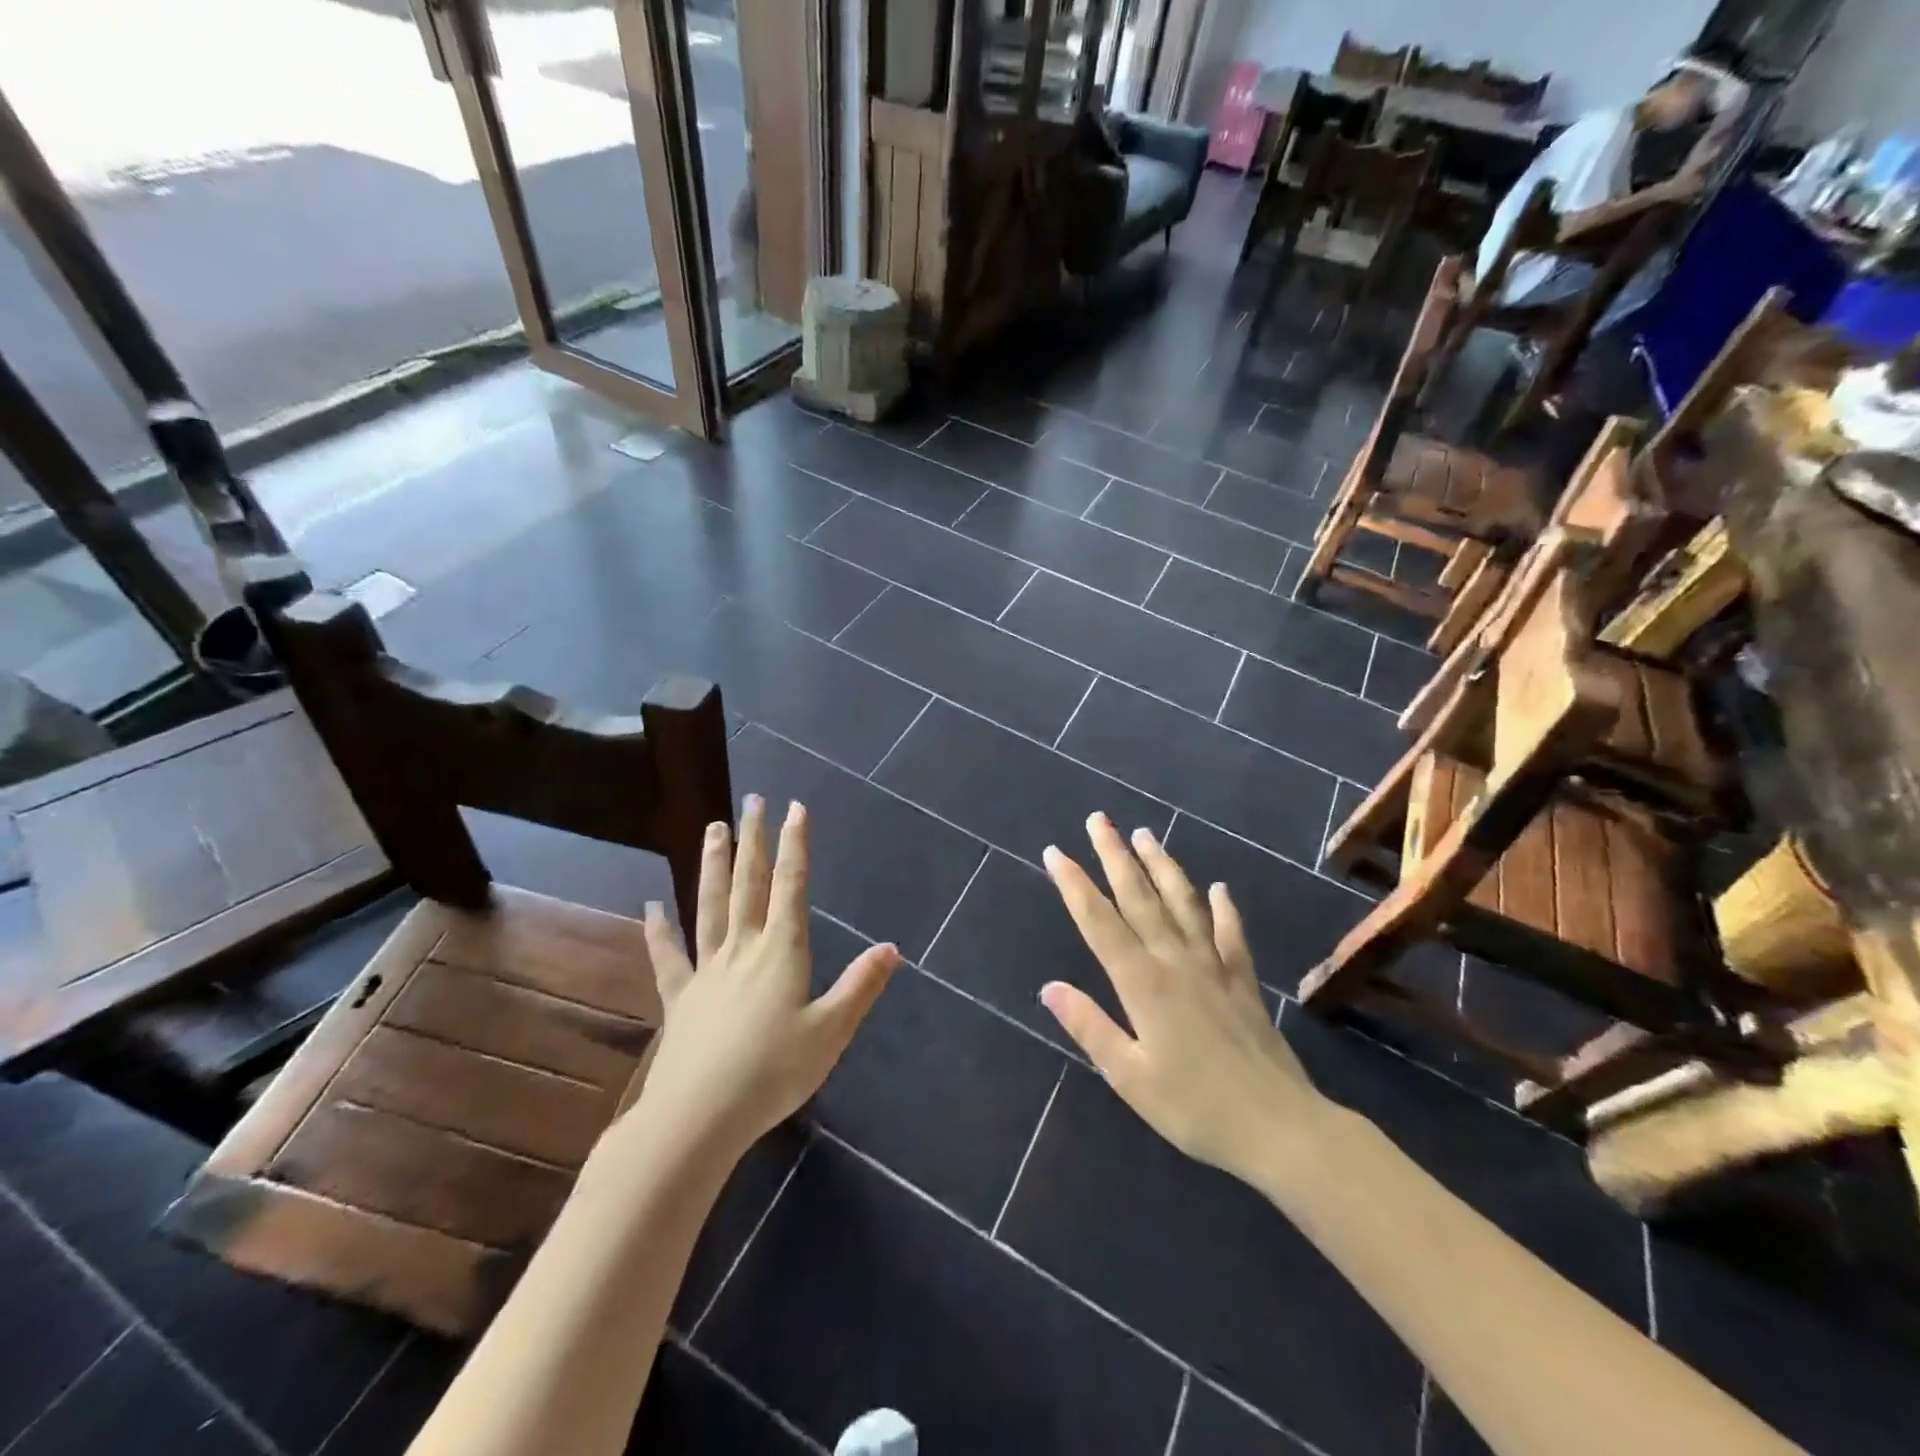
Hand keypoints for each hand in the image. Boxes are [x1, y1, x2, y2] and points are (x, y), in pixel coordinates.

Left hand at [628, 796, 900, 1164]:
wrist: (699, 1117)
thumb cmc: (773, 1073)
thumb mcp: (831, 1032)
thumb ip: (860, 987)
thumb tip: (892, 948)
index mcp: (781, 952)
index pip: (791, 887)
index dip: (795, 846)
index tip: (795, 808)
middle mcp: (743, 949)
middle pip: (748, 884)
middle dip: (753, 840)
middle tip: (752, 802)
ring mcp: (707, 970)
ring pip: (710, 906)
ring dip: (713, 866)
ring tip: (712, 829)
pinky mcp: (680, 998)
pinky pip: (669, 956)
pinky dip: (658, 931)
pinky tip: (650, 907)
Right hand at [1039, 814, 1334, 1188]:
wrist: (1280, 1127)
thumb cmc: (1195, 1108)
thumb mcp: (1130, 1077)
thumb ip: (1089, 1027)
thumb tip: (1049, 987)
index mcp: (1142, 983)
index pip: (1099, 922)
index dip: (1075, 885)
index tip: (1055, 852)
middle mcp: (1176, 961)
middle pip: (1139, 898)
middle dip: (1115, 856)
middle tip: (1099, 820)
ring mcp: (1214, 967)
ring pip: (1183, 903)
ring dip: (1162, 866)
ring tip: (1145, 835)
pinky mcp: (1244, 981)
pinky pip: (1231, 935)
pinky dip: (1224, 909)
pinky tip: (1219, 889)